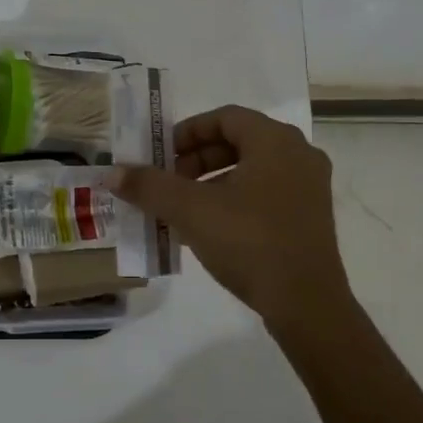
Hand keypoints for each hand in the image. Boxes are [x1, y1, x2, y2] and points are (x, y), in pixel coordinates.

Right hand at [109, 105, 352, 329]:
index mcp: (275, 141)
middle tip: (167, 181)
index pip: (224, 118)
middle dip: (196, 159)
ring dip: (212, 181)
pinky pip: (265, 193)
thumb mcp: (190, 210)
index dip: (187, 132)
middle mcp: (299, 155)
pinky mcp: (310, 218)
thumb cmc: (249, 242)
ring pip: (251, 169)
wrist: (306, 304)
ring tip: (182, 207)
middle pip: (238, 141)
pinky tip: (208, 228)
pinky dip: (233, 200)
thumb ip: (150, 186)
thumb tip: (112, 173)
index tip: (160, 154)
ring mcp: (309, 188)